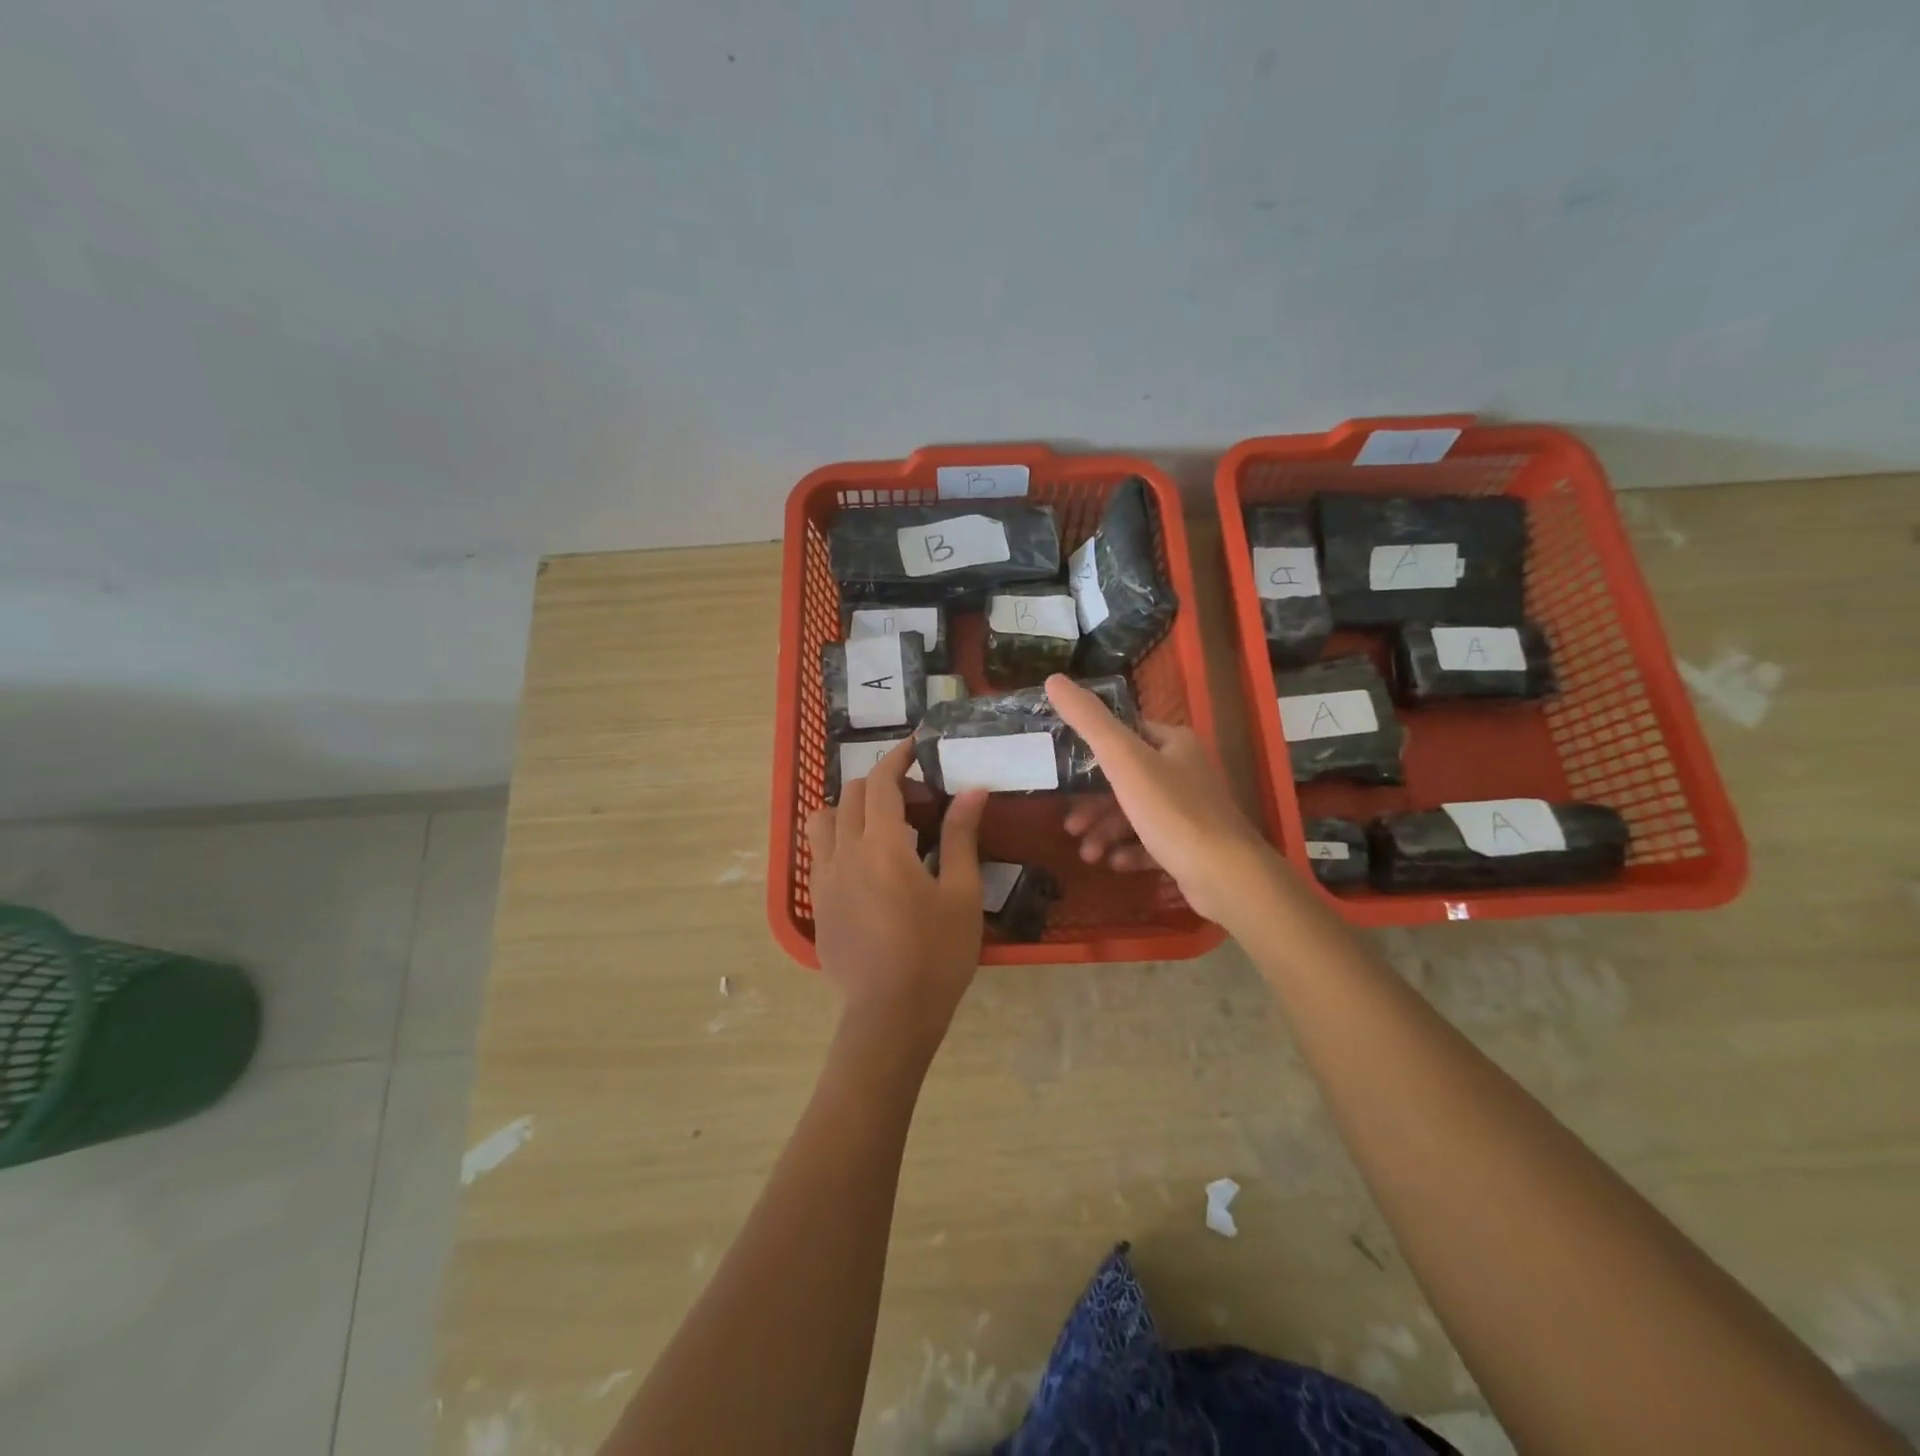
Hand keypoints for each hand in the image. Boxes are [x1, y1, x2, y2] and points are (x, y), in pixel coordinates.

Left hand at [806, 738, 990, 1048]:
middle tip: (915, 800)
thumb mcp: (961, 894)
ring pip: (824, 821)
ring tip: (881, 828)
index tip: (914, 747)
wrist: (891, 1015)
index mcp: (882, 845)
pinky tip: (867, 867)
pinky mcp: (817, 904)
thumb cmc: (936, 954)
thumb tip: (973, 790)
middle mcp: (844, 852)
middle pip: (852, 795)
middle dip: (881, 784)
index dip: (897, 758)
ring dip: (850, 809)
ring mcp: (824, 879)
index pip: (881, 783)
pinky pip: (819, 854)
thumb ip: (962, 836)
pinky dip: (839, 840)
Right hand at [1046, 674, 1284, 927]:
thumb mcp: (1124, 760)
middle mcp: (1185, 770)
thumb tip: (1053, 679)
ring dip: (1106, 832)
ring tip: (1088, 855)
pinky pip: (1151, 842)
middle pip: (1126, 780)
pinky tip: (1114, 865)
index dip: (1091, 753)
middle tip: (1070, 826)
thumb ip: (1089, 721)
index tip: (1063, 775)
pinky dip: (1129, 851)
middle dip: (1093, 805)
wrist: (1226, 876)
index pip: (1125, 734)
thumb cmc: (1172, 811)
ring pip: (1135, 814)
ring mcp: (1191, 810)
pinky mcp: (1192, 845)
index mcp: (1174, 742)